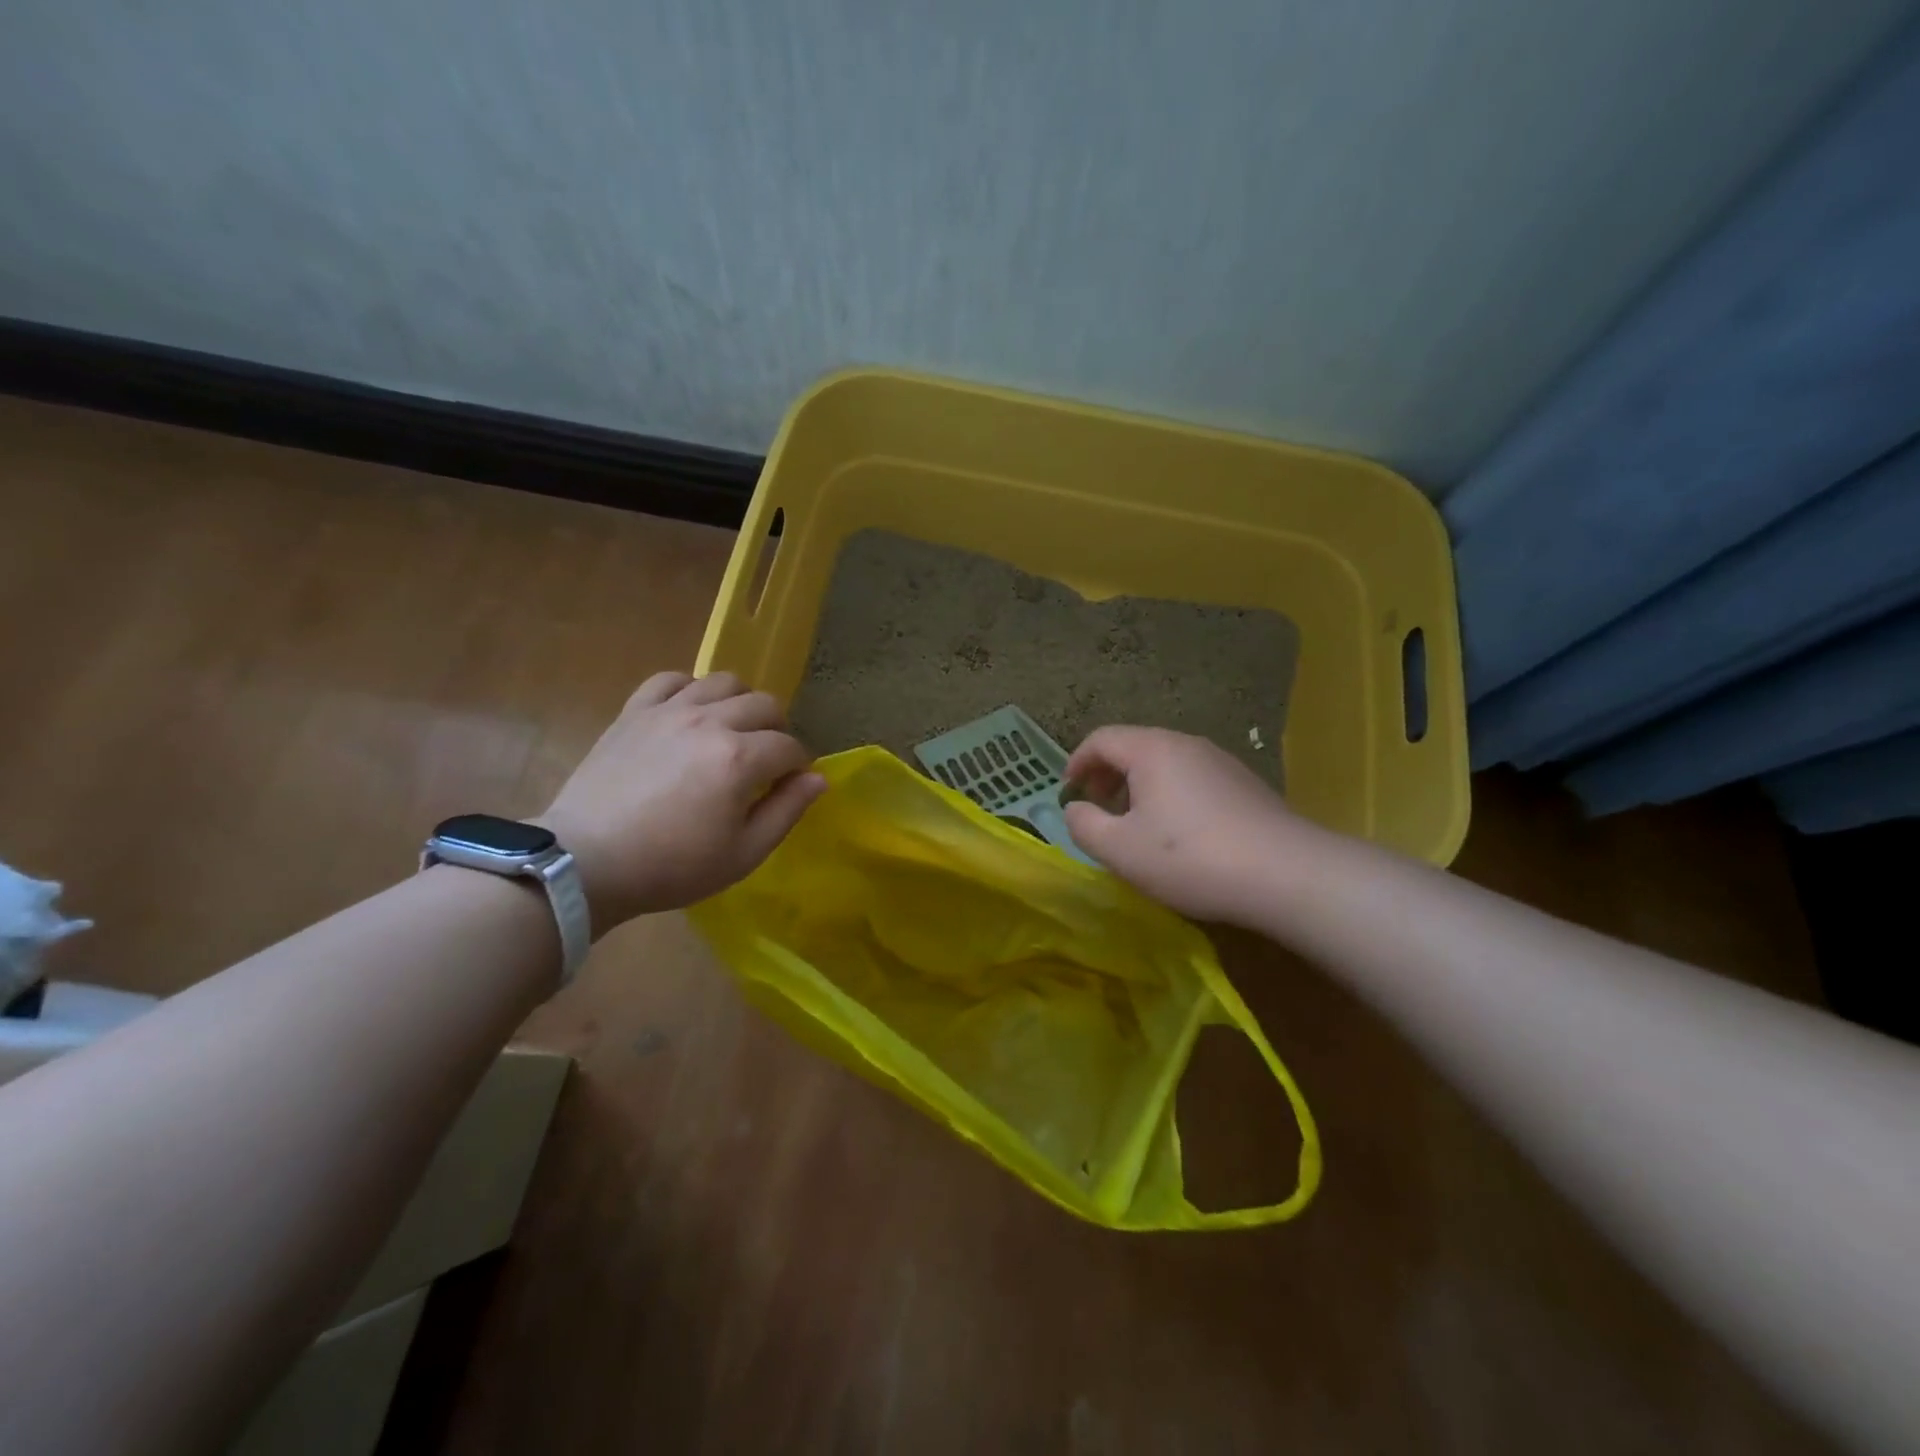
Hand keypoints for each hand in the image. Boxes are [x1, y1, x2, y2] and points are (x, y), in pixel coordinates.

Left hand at [537, 672, 826, 928]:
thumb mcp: (743, 854)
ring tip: (732, 731)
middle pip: (764, 705)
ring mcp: (669, 711)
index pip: (789, 746)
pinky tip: (689, 712)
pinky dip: (690, 689)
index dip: (798, 766)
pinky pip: (671, 679)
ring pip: (723, 681)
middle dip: (777, 730)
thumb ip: (786, 811)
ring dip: (740, 703)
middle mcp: (710, 722)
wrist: (587, 863)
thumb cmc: (672, 866)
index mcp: (740, 758)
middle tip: (766, 759)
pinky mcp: (635, 711)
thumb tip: (818, 778)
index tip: (790, 785)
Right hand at [1063, 726, 1319, 924]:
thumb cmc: (1190, 858)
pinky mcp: (1245, 783)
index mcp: (1152, 750)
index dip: (1077, 763)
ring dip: (1139, 786)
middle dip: (1107, 775)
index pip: (1101, 739)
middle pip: (1134, 746)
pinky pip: (1192, 778)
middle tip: (1098, 809)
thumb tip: (1075, 809)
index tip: (1068, 794)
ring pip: (1165, 762)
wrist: (1287, 874)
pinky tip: (1180, 833)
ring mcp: (1221, 761)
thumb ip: (1084, 825)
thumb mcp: (1120, 849)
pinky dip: (1170, 794)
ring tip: (1136, 825)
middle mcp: (1186, 743)